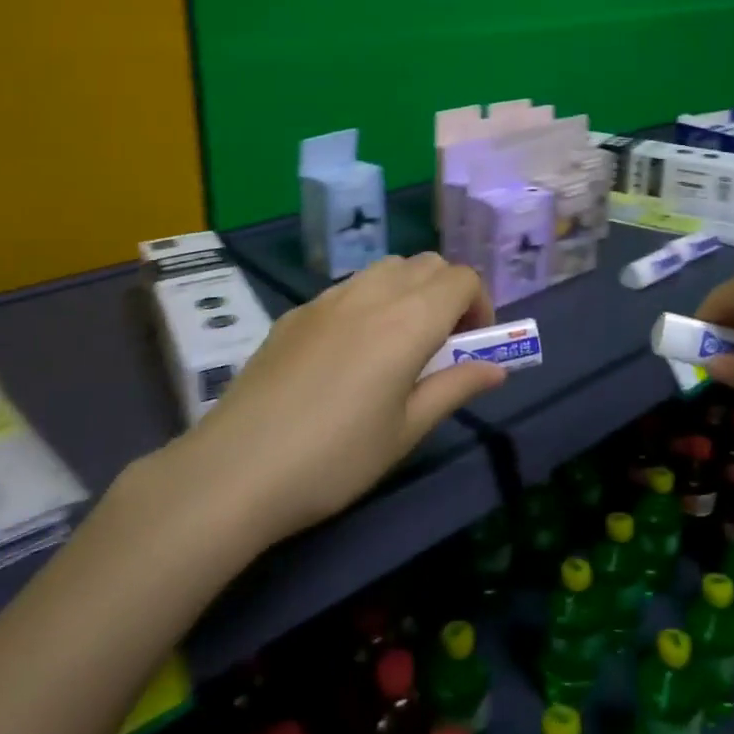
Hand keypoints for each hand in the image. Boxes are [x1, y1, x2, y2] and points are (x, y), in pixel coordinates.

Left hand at [166, 254, 507, 546]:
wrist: (236, 470)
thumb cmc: (336, 458)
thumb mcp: (407, 430)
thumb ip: (456, 388)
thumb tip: (497, 368)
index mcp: (409, 320)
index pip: (462, 278)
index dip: (480, 305)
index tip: (473, 346)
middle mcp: (372, 294)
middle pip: (427, 264)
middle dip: (448, 293)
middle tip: (442, 345)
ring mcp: (328, 299)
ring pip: (386, 268)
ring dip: (409, 290)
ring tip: (398, 344)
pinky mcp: (296, 313)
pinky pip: (348, 288)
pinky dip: (370, 301)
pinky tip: (350, 353)